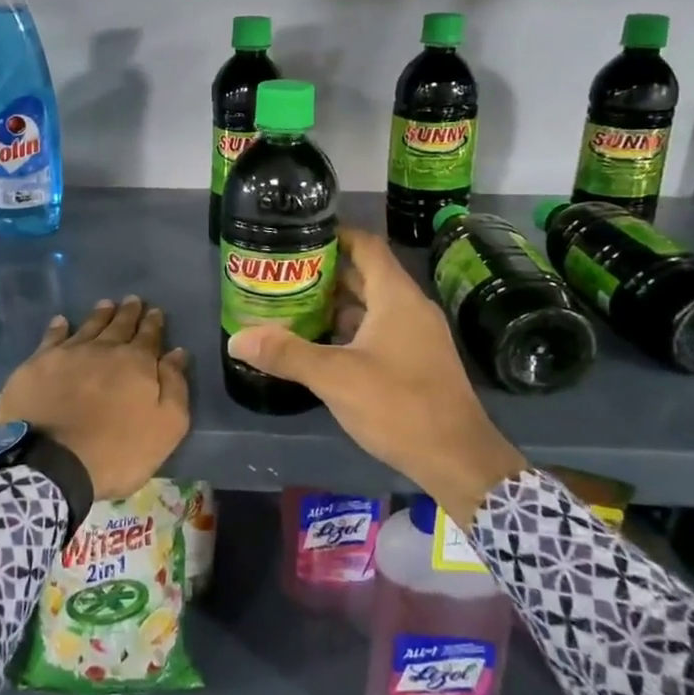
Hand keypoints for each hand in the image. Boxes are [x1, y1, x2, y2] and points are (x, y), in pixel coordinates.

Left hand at [0, 296, 190, 500]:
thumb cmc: (117, 451)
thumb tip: (177, 353)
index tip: (155, 311)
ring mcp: (68, 354)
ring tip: (105, 304)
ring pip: (88, 326)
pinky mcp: (37, 365)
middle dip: (128, 313)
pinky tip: (61, 321)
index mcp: (137, 363)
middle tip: (132, 300)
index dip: (153, 323)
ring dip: (100, 315)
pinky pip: (51, 338)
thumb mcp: (166, 426)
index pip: (149, 336)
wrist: (51, 463)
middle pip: (119, 325)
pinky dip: (58, 328)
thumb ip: (175, 386)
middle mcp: (103, 349)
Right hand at [226, 227, 526, 525]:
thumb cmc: (399, 405)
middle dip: (325, 273)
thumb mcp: (335, 377)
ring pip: (371, 306)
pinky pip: (379, 331)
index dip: (334, 235)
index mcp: (396, 296)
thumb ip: (286, 354)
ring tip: (293, 307)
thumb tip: (235, 338)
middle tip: (283, 275)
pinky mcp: (417, 361)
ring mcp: (417, 336)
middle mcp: (410, 308)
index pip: (365, 246)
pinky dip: (350, 331)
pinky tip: (321, 346)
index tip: (298, 236)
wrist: (458, 459)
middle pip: (365, 275)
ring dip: (336, 305)